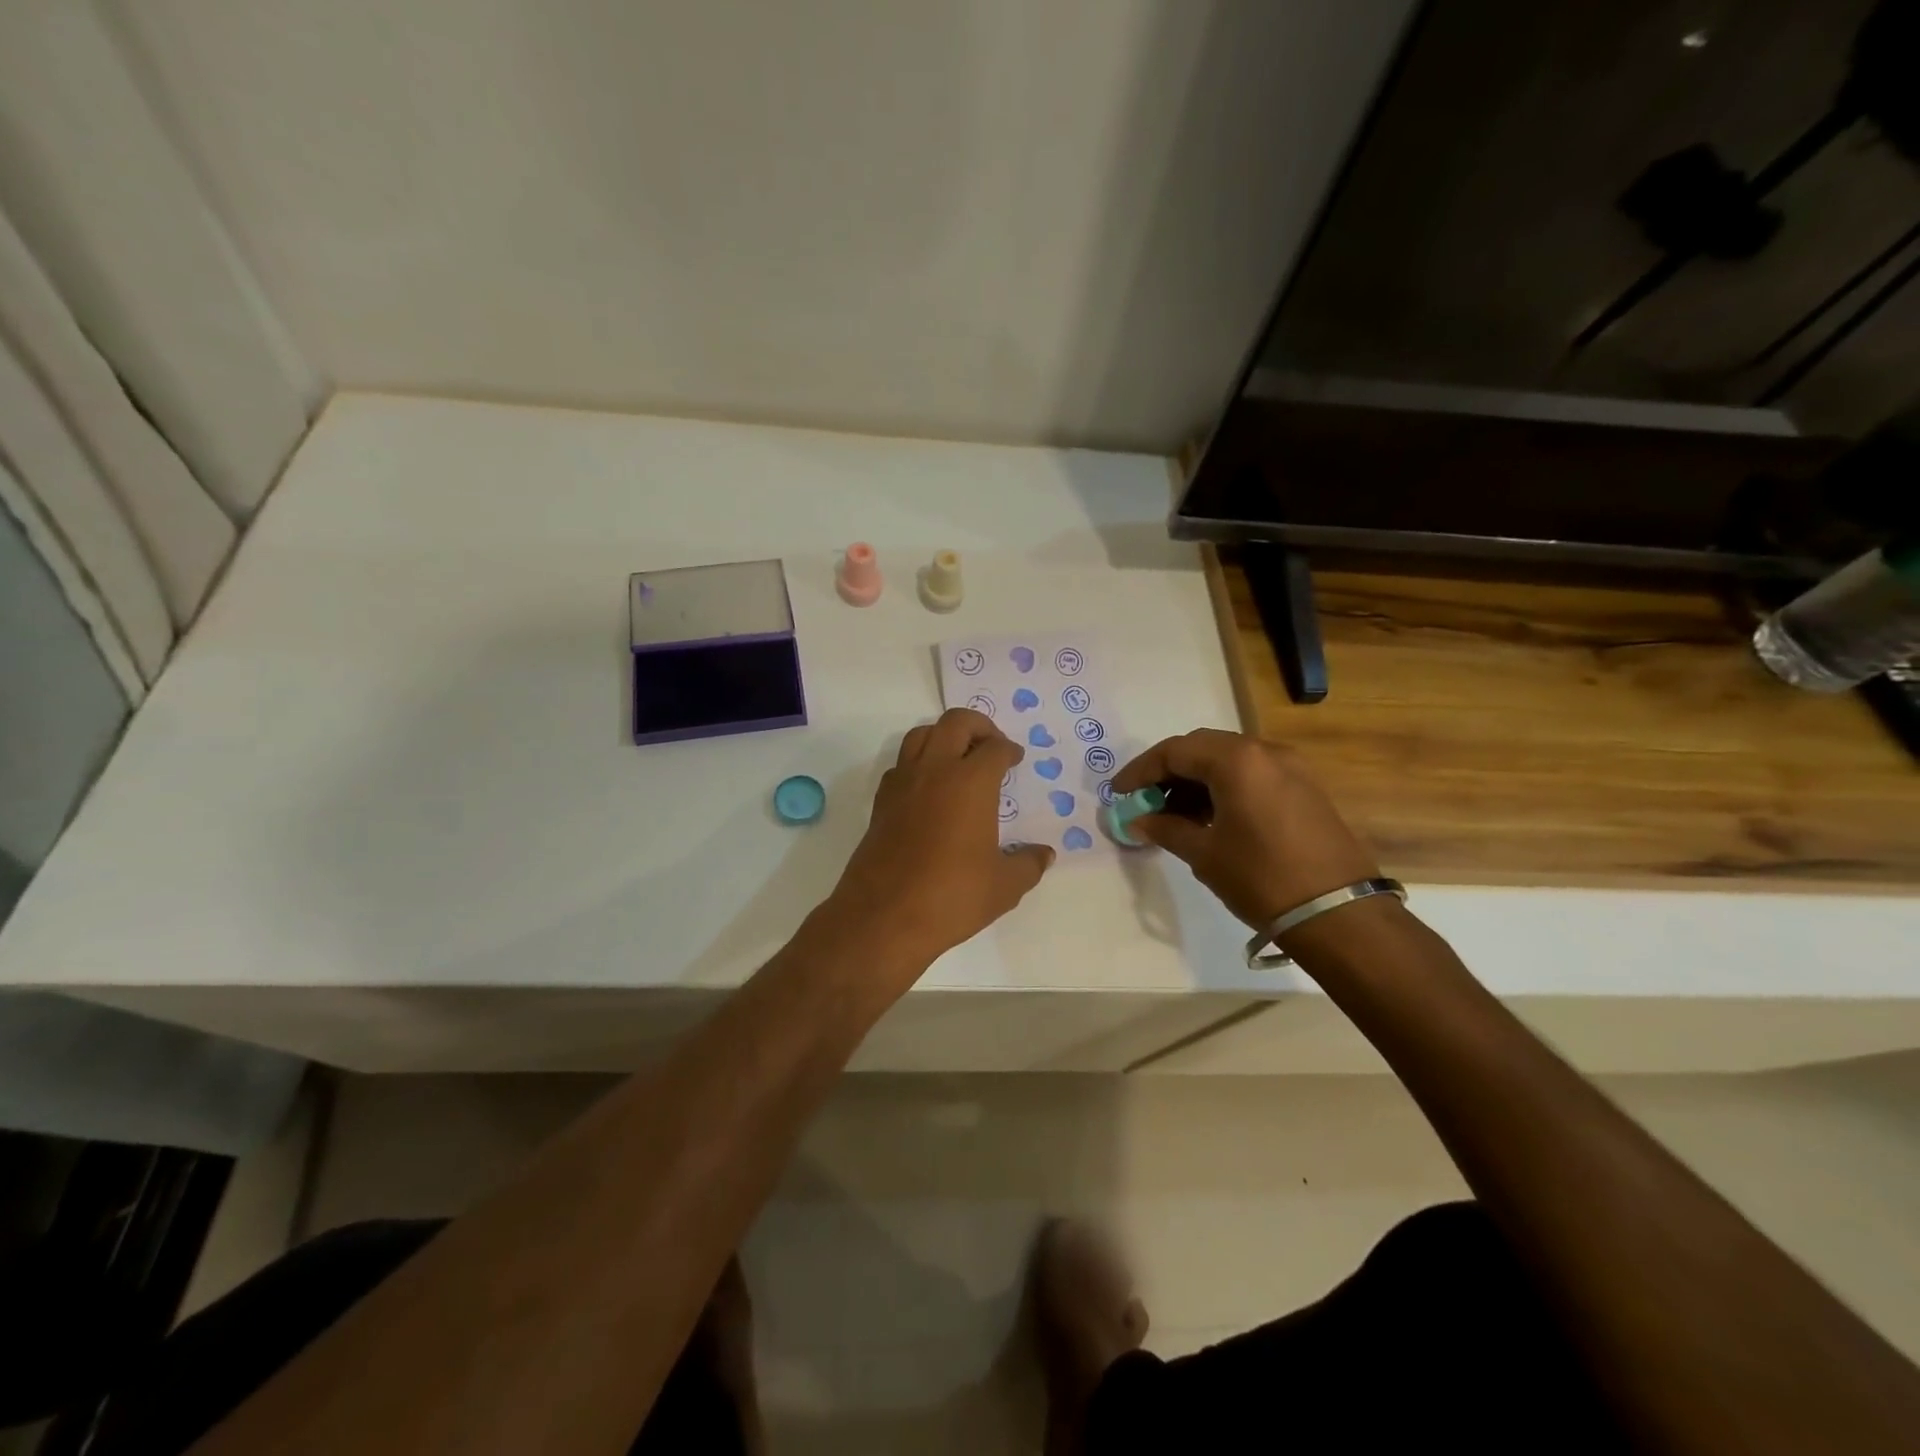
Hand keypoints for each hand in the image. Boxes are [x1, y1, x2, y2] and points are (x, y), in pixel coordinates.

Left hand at [824, 709, 1054, 974]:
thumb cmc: (952, 897)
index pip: (995, 748)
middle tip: (991, 746)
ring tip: (959, 758)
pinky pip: (901, 764)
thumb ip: (1029, 864)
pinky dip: (918, 762)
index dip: (1009, 750)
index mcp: (971, 782)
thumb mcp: (1004, 886)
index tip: (1015, 760)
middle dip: (978, 726)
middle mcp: (935, 770)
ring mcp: (903, 783)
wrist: (884, 917)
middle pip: (956, 722)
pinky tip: (930, 789)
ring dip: (943, 736)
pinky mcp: (881, 802)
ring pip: (921, 734)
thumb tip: (1045, 855)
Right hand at [1112, 729, 1378, 929]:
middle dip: (1169, 771)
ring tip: (1174, 814)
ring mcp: (1291, 768)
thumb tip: (1139, 821)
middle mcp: (1265, 751)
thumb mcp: (1204, 854)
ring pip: (1229, 760)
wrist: (1339, 914)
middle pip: (1202, 748)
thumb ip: (1166, 829)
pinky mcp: (1306, 789)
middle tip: (1145, 800)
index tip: (1119, 792)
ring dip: (1197, 780)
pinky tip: (1210, 817)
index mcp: (1237, 760)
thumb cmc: (1261, 878)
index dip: (1141, 770)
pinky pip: (1253, 775)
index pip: (1175, 751)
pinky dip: (1224, 787)